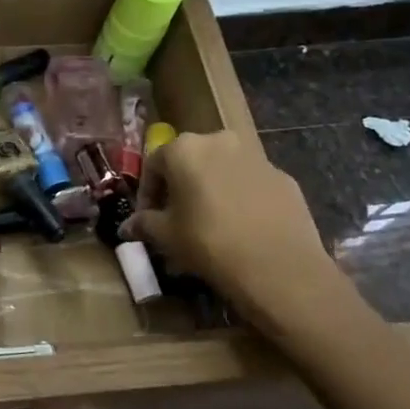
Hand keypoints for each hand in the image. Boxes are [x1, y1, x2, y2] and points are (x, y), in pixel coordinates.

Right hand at [121, 130, 347, 337]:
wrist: (280, 267)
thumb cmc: (209, 243)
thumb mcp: (166, 236)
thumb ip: (144, 224)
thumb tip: (127, 226)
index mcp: (184, 149)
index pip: (153, 164)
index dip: (147, 193)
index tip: (148, 218)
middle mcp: (219, 141)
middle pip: (189, 161)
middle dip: (179, 187)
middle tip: (176, 219)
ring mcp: (256, 157)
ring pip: (222, 170)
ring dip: (210, 190)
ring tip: (209, 224)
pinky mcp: (283, 177)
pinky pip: (250, 183)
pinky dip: (239, 198)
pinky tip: (240, 227)